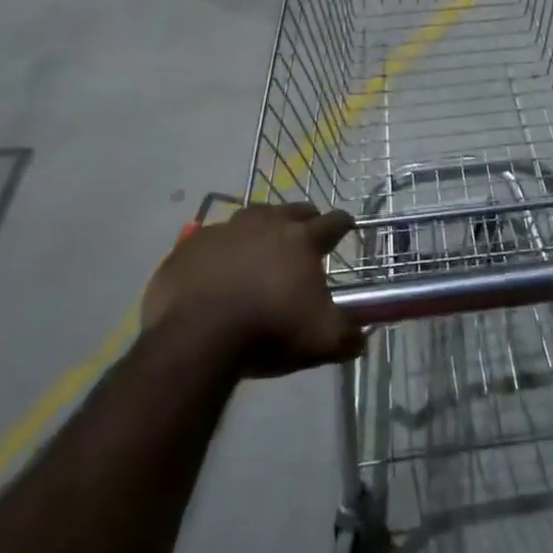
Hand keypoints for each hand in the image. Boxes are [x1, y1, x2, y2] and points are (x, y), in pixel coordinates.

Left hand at [141, 203, 360, 377]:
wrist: (195, 337)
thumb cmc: (268, 331)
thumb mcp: (322, 341)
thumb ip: (348, 336)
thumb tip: (362, 336)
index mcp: (302, 239)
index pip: (333, 222)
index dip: (343, 224)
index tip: (347, 227)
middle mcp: (266, 224)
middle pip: (293, 210)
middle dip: (304, 219)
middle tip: (306, 234)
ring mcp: (224, 230)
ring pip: (252, 217)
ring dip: (262, 227)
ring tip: (263, 245)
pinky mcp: (190, 245)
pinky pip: (213, 239)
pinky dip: (222, 248)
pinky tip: (219, 266)